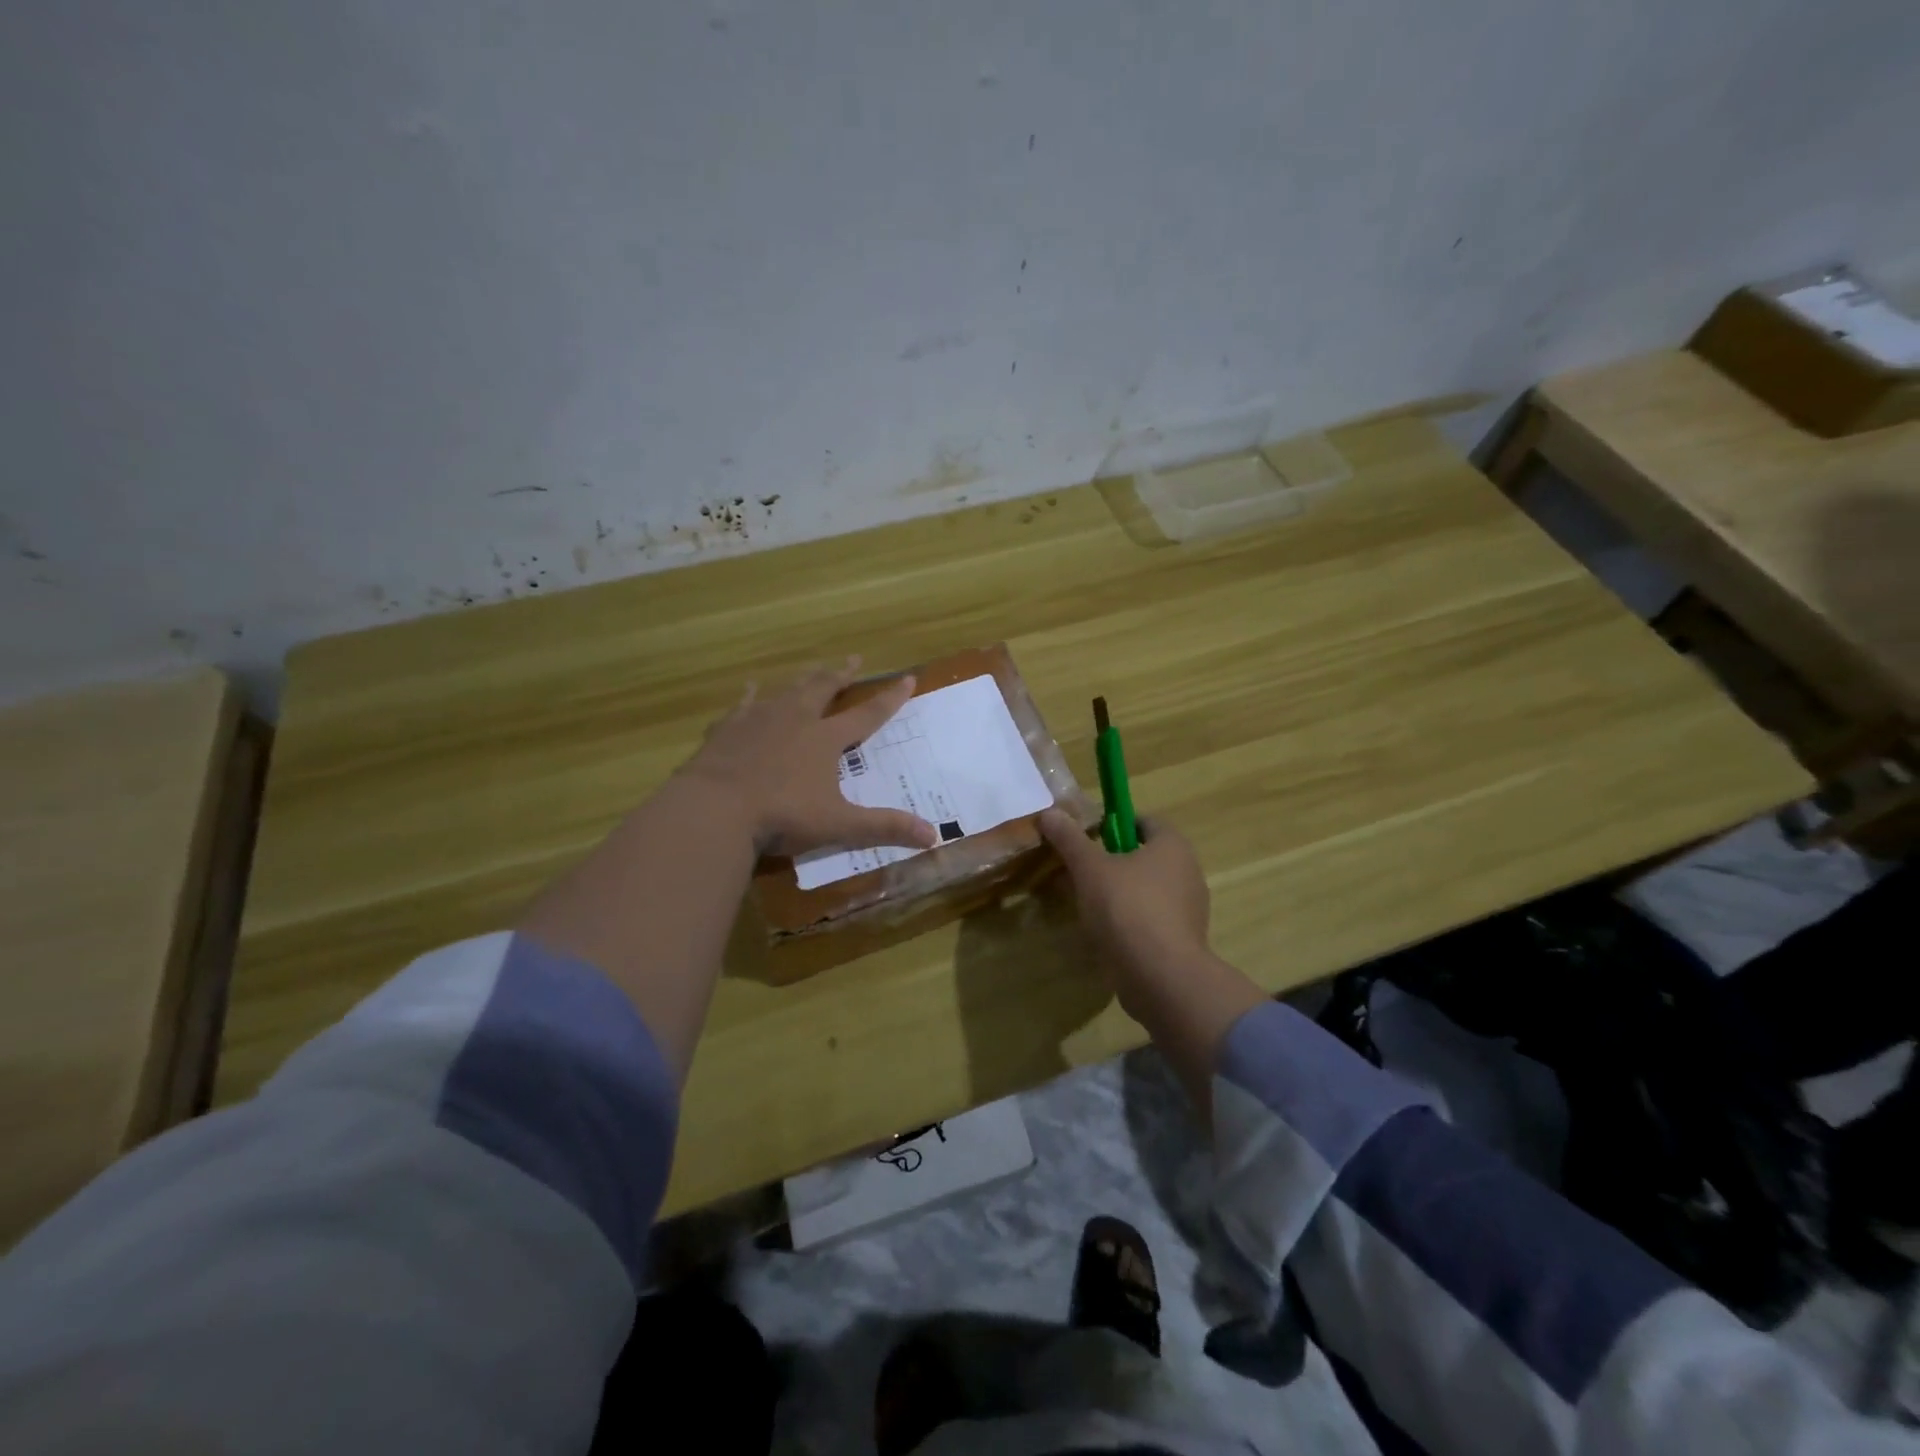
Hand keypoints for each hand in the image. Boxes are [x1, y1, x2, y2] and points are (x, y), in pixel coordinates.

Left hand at [680, 657, 939, 857]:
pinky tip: (748, 689)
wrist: (714, 809)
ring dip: (801, 680)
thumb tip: (934, 836)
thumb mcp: (839, 825)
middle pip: (823, 689)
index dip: (889, 699)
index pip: (867, 715)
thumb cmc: (781, 816)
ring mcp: (757, 720)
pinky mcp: (727, 730)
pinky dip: (749, 697)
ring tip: (810, 670)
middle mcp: (795, 720)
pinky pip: (741, 705)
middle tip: (853, 659)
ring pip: (785, 691)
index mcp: (824, 740)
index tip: (907, 678)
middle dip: (841, 674)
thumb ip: (884, 827)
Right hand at [1038, 809, 1210, 1014]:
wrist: (1161, 978)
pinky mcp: (1182, 941)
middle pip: (1144, 856)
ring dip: (1119, 893)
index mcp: (1173, 846)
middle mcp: (1188, 872)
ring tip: (1086, 905)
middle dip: (1112, 861)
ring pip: (1146, 890)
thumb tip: (1049, 812)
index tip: (1086, 839)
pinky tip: (1105, 933)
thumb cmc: (1127, 909)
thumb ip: (1070, 838)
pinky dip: (1130, 922)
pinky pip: (1151, 920)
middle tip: (1079, 871)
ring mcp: (1189, 910)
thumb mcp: (1089, 868)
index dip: (1113, 824)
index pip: (1144, 821)